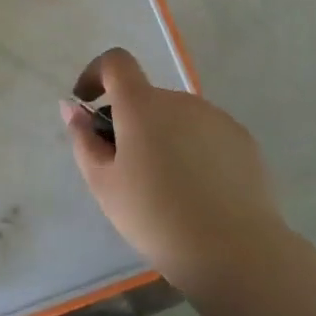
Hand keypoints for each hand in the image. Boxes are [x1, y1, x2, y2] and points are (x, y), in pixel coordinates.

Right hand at [62, 48, 287, 288]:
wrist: (235, 252)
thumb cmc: (156, 217)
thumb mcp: (104, 184)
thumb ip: (84, 139)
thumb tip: (73, 108)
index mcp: (142, 105)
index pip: (116, 62)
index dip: (97, 74)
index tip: (89, 104)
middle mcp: (180, 100)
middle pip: (146, 98)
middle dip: (130, 122)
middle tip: (126, 169)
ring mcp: (215, 118)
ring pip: (176, 118)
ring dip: (162, 137)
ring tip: (166, 188)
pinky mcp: (242, 139)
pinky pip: (205, 134)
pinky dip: (193, 150)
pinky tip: (198, 192)